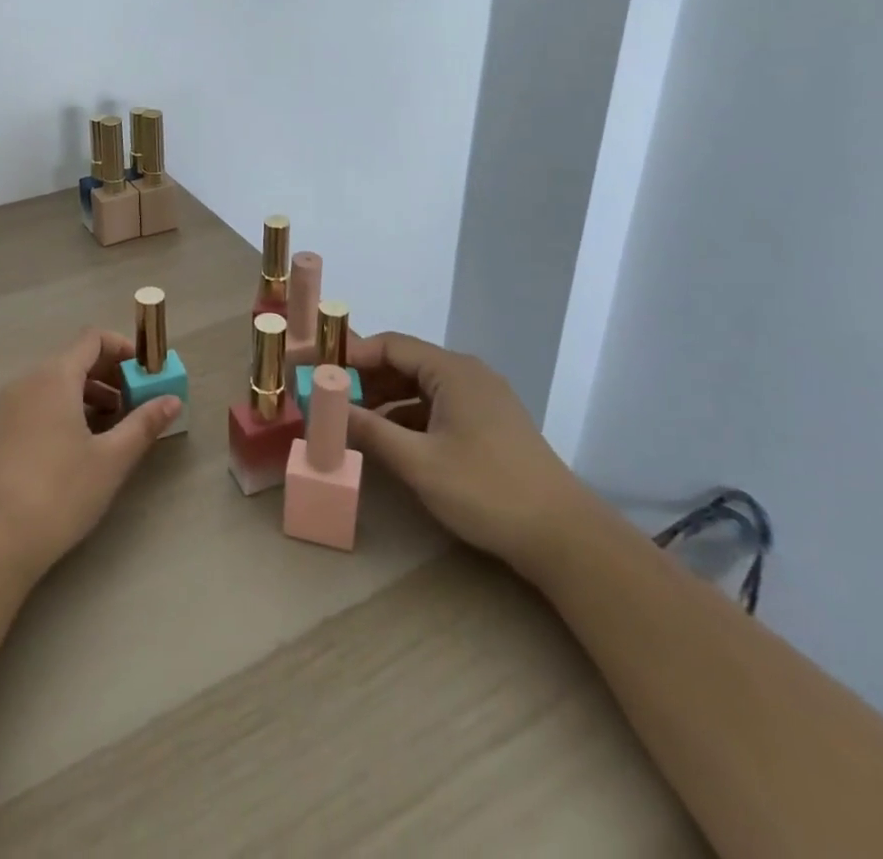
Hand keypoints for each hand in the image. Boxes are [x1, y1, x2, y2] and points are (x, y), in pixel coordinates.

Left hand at [0, 329, 180, 583]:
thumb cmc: (60, 492)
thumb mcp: (112, 459)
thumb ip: (144, 423)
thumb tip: (172, 399)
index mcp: (55, 376)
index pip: (93, 339)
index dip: (124, 349)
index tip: (146, 374)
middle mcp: (28, 380)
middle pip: (75, 358)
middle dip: (110, 374)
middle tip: (137, 402)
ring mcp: (8, 405)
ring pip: (56, 382)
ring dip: (89, 393)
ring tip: (114, 425)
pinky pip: (39, 402)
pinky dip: (65, 408)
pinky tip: (80, 443)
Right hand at [345, 332, 591, 573]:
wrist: (564, 536)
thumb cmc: (486, 490)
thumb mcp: (418, 462)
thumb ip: (369, 430)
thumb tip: (325, 407)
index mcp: (452, 370)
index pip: (390, 346)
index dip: (351, 355)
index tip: (318, 372)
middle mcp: (467, 374)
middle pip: (404, 363)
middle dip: (365, 379)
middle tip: (329, 398)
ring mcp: (481, 399)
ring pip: (420, 387)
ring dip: (385, 400)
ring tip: (352, 421)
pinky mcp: (488, 423)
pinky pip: (437, 406)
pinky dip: (409, 417)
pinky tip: (390, 441)